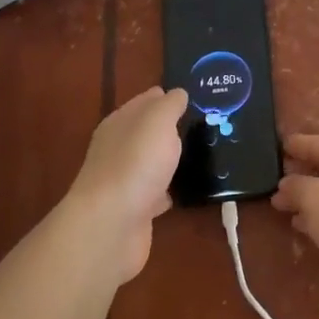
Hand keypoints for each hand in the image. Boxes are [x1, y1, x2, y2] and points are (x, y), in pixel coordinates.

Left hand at [63, 86, 187, 283]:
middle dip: (171, 128)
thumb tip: (178, 93)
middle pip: (147, 132)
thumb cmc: (136, 163)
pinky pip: (156, 193)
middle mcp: (118, 149)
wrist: (112, 226)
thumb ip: (170, 105)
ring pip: (152, 162)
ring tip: (203, 153)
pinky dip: (169, 190)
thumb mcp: (158, 121)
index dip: (167, 96)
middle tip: (207, 123)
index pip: (145, 101)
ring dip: (170, 159)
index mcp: (120, 123)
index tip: (195, 95)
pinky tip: (188, 189)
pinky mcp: (134, 210)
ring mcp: (125, 181)